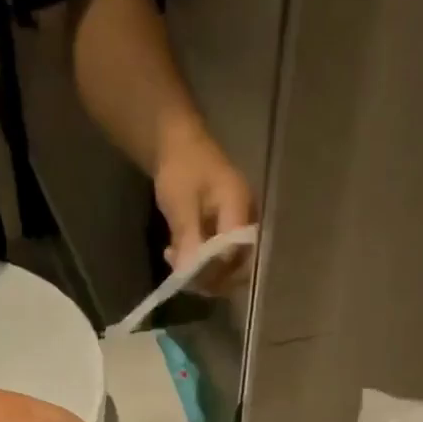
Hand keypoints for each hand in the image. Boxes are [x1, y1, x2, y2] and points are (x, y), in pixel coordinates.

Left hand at [153, 124, 255, 293]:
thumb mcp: (180, 201)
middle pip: (237, 265)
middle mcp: (247, 220)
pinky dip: (200, 264)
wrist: (179, 144)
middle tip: (180, 274)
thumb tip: (186, 272)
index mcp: (240, 208)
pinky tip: (178, 256)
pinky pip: (220, 258)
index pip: (234, 253)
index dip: (212, 272)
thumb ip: (186, 236)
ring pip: (228, 266)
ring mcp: (239, 227)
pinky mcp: (227, 232)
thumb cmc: (181, 166)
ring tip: (175, 262)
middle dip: (209, 277)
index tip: (186, 275)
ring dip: (202, 273)